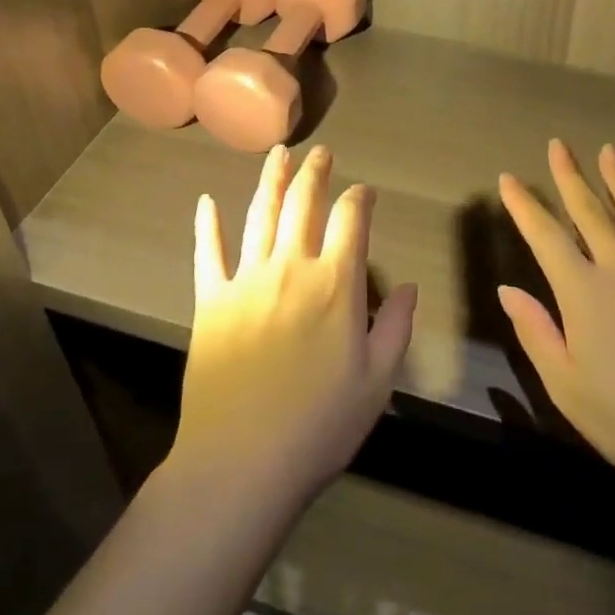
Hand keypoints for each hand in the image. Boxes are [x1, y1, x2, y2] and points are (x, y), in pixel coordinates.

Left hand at [175, 144, 417, 511]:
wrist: (241, 463)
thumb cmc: (320, 425)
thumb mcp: (377, 381)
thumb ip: (396, 326)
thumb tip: (407, 284)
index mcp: (335, 284)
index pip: (351, 220)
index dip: (360, 198)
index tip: (364, 191)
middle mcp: (291, 268)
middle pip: (303, 205)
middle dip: (314, 173)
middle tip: (319, 152)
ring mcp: (246, 281)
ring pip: (259, 215)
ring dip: (270, 180)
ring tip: (277, 153)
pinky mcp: (211, 301)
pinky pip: (207, 253)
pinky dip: (207, 225)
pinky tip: (206, 201)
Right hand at [497, 140, 614, 505]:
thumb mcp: (564, 383)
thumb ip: (535, 330)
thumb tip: (507, 288)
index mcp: (583, 291)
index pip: (546, 237)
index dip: (524, 206)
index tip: (508, 178)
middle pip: (591, 213)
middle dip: (571, 177)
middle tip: (558, 145)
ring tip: (609, 151)